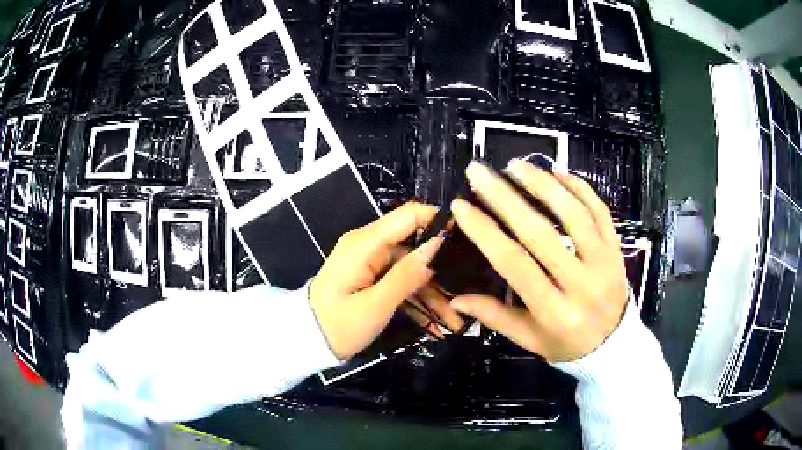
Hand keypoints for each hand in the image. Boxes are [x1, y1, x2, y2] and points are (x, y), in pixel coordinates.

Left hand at [309, 202, 463, 359]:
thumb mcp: (375, 305)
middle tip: (466, 295)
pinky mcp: (371, 276)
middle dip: (441, 272)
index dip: (439, 222)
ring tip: (455, 322)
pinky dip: (416, 300)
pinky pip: (400, 282)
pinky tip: (435, 324)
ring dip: (433, 295)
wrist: (308, 341)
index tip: (467, 241)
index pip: (408, 215)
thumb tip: (438, 244)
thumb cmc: (338, 325)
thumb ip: (406, 274)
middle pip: (415, 247)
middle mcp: (369, 245)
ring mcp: (370, 262)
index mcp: (365, 243)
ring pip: (412, 269)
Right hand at [450, 161, 628, 361]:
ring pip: (573, 214)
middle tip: (479, 172)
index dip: (485, 232)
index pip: (514, 264)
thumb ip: (494, 316)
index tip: (461, 205)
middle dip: (505, 198)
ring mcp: (603, 261)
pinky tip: (558, 171)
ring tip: (515, 165)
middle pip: (540, 233)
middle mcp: (580, 283)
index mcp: (553, 311)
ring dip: (542, 184)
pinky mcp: (616, 247)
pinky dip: (580, 188)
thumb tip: (456, 297)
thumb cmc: (567, 344)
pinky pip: (600, 211)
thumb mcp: (529, 340)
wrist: (614, 344)